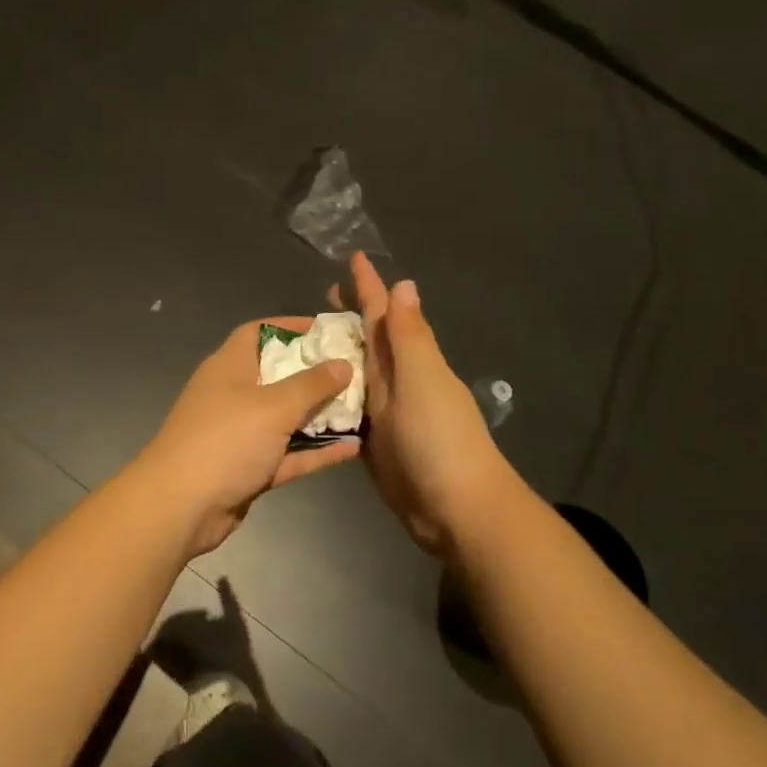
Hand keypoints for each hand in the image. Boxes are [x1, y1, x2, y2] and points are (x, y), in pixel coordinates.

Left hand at [131, 318, 359, 557]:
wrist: (180, 507)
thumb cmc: (225, 440)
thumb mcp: (273, 406)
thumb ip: (312, 384)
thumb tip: (343, 363)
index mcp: (230, 366)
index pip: (260, 332)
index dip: (292, 327)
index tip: (329, 331)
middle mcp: (234, 394)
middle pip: (279, 374)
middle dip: (316, 373)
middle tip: (357, 370)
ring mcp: (241, 433)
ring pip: (287, 417)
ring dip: (320, 414)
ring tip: (364, 407)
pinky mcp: (249, 468)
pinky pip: (289, 453)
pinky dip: (316, 450)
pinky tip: (354, 448)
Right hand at [333, 253, 517, 554]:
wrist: (455, 509)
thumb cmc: (440, 439)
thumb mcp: (423, 380)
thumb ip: (410, 336)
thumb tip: (405, 283)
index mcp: (410, 361)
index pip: (386, 314)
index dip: (369, 286)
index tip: (354, 257)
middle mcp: (398, 380)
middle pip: (370, 339)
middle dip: (351, 314)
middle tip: (324, 294)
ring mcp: (386, 412)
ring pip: (357, 372)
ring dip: (339, 352)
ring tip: (310, 337)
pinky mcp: (374, 442)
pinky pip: (349, 408)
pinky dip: (333, 395)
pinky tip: (312, 391)